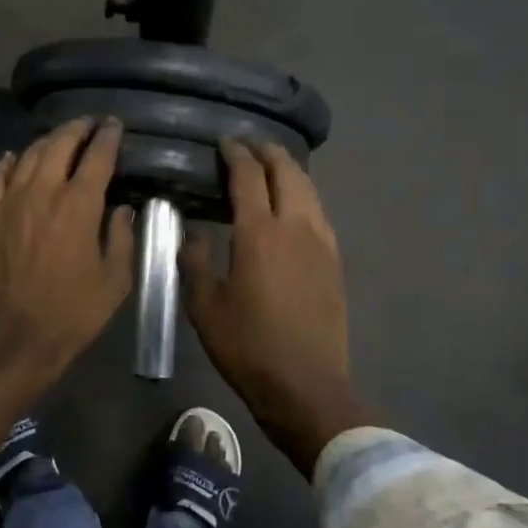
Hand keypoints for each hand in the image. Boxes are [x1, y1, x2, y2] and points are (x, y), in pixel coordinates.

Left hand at [0, 118, 134, 478]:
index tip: (114, 125)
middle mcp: (43, 192)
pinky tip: (13, 158)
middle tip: (89, 124)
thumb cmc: (73, 312)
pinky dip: (6, 162)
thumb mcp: (115, 280)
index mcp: (78, 206)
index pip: (97, 157)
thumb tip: (121, 209)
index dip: (108, 137)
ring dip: (47, 141)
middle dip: (77, 129)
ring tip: (60, 138)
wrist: (16, 336)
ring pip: (28, 155)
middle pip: (59, 145)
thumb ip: (121, 237)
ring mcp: (10, 201)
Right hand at [182, 140, 367, 474]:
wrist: (305, 384)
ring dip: (289, 171)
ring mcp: (321, 243)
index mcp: (259, 233)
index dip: (235, 155)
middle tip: (249, 146)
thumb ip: (195, 262)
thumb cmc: (247, 346)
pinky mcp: (334, 261)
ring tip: (272, 166)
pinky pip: (319, 212)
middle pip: (286, 173)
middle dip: (268, 153)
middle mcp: (295, 227)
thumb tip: (192, 234)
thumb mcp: (205, 306)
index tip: (224, 143)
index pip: (248, 177)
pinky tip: (294, 205)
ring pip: (309, 190)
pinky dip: (304, 196)